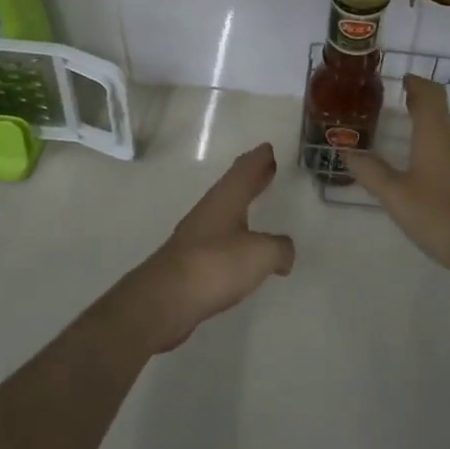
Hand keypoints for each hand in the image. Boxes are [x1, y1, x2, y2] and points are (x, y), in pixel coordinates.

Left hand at [119, 143, 294, 351]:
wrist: (165, 300)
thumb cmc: (215, 265)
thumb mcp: (261, 254)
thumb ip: (279, 248)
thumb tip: (285, 252)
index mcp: (227, 197)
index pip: (245, 168)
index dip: (259, 158)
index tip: (268, 148)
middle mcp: (210, 209)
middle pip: (234, 185)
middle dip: (252, 176)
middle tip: (267, 167)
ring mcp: (197, 234)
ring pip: (225, 210)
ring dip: (241, 203)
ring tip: (256, 204)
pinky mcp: (191, 260)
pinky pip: (219, 237)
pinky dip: (234, 234)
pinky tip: (241, 247)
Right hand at [343, 75, 449, 281]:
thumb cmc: (439, 214)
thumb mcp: (396, 195)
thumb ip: (371, 172)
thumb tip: (346, 150)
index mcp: (436, 135)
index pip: (430, 95)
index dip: (417, 83)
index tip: (404, 79)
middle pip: (439, 113)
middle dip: (420, 106)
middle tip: (399, 105)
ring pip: (447, 137)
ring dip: (428, 131)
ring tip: (407, 140)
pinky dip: (437, 153)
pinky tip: (425, 173)